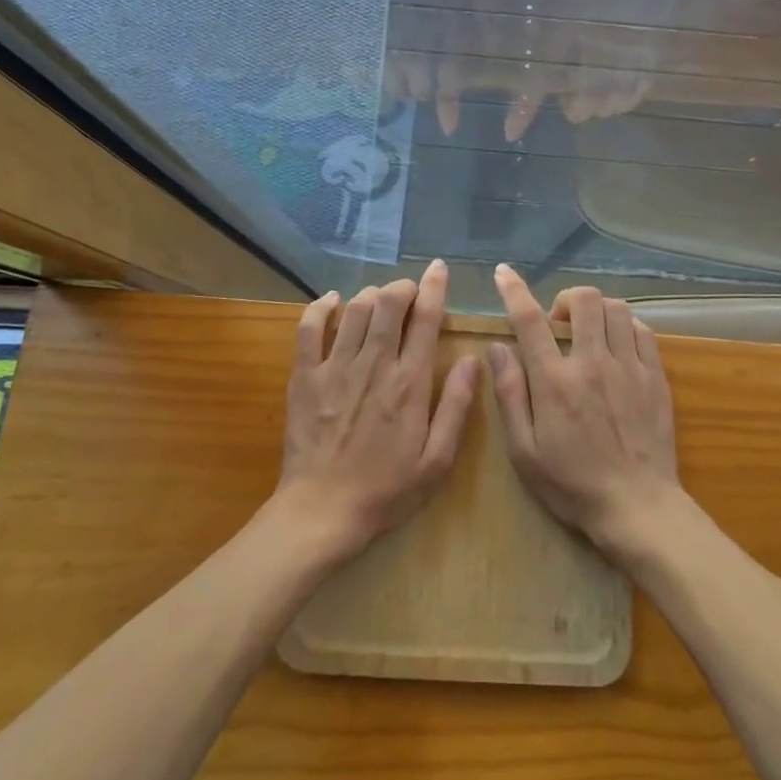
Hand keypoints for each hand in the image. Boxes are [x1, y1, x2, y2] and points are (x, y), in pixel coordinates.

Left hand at [276, 259, 479, 556]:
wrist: (323, 511)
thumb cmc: (387, 490)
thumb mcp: (437, 460)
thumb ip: (457, 406)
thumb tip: (475, 360)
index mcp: (410, 384)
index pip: (426, 320)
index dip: (434, 288)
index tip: (438, 268)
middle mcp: (374, 365)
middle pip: (389, 305)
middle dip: (402, 287)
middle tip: (409, 291)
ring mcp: (335, 368)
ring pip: (355, 310)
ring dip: (371, 295)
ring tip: (380, 299)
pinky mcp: (305, 377)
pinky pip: (309, 328)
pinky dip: (322, 307)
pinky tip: (334, 301)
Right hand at [487, 264, 680, 562]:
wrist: (637, 506)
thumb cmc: (572, 484)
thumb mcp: (524, 451)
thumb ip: (510, 395)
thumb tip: (497, 348)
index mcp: (555, 381)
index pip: (530, 320)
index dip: (514, 290)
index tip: (504, 274)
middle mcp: (593, 363)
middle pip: (584, 300)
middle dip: (566, 298)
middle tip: (558, 323)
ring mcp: (629, 367)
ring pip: (616, 309)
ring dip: (597, 310)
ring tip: (588, 332)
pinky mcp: (655, 377)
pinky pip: (643, 331)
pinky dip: (625, 326)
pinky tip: (617, 344)